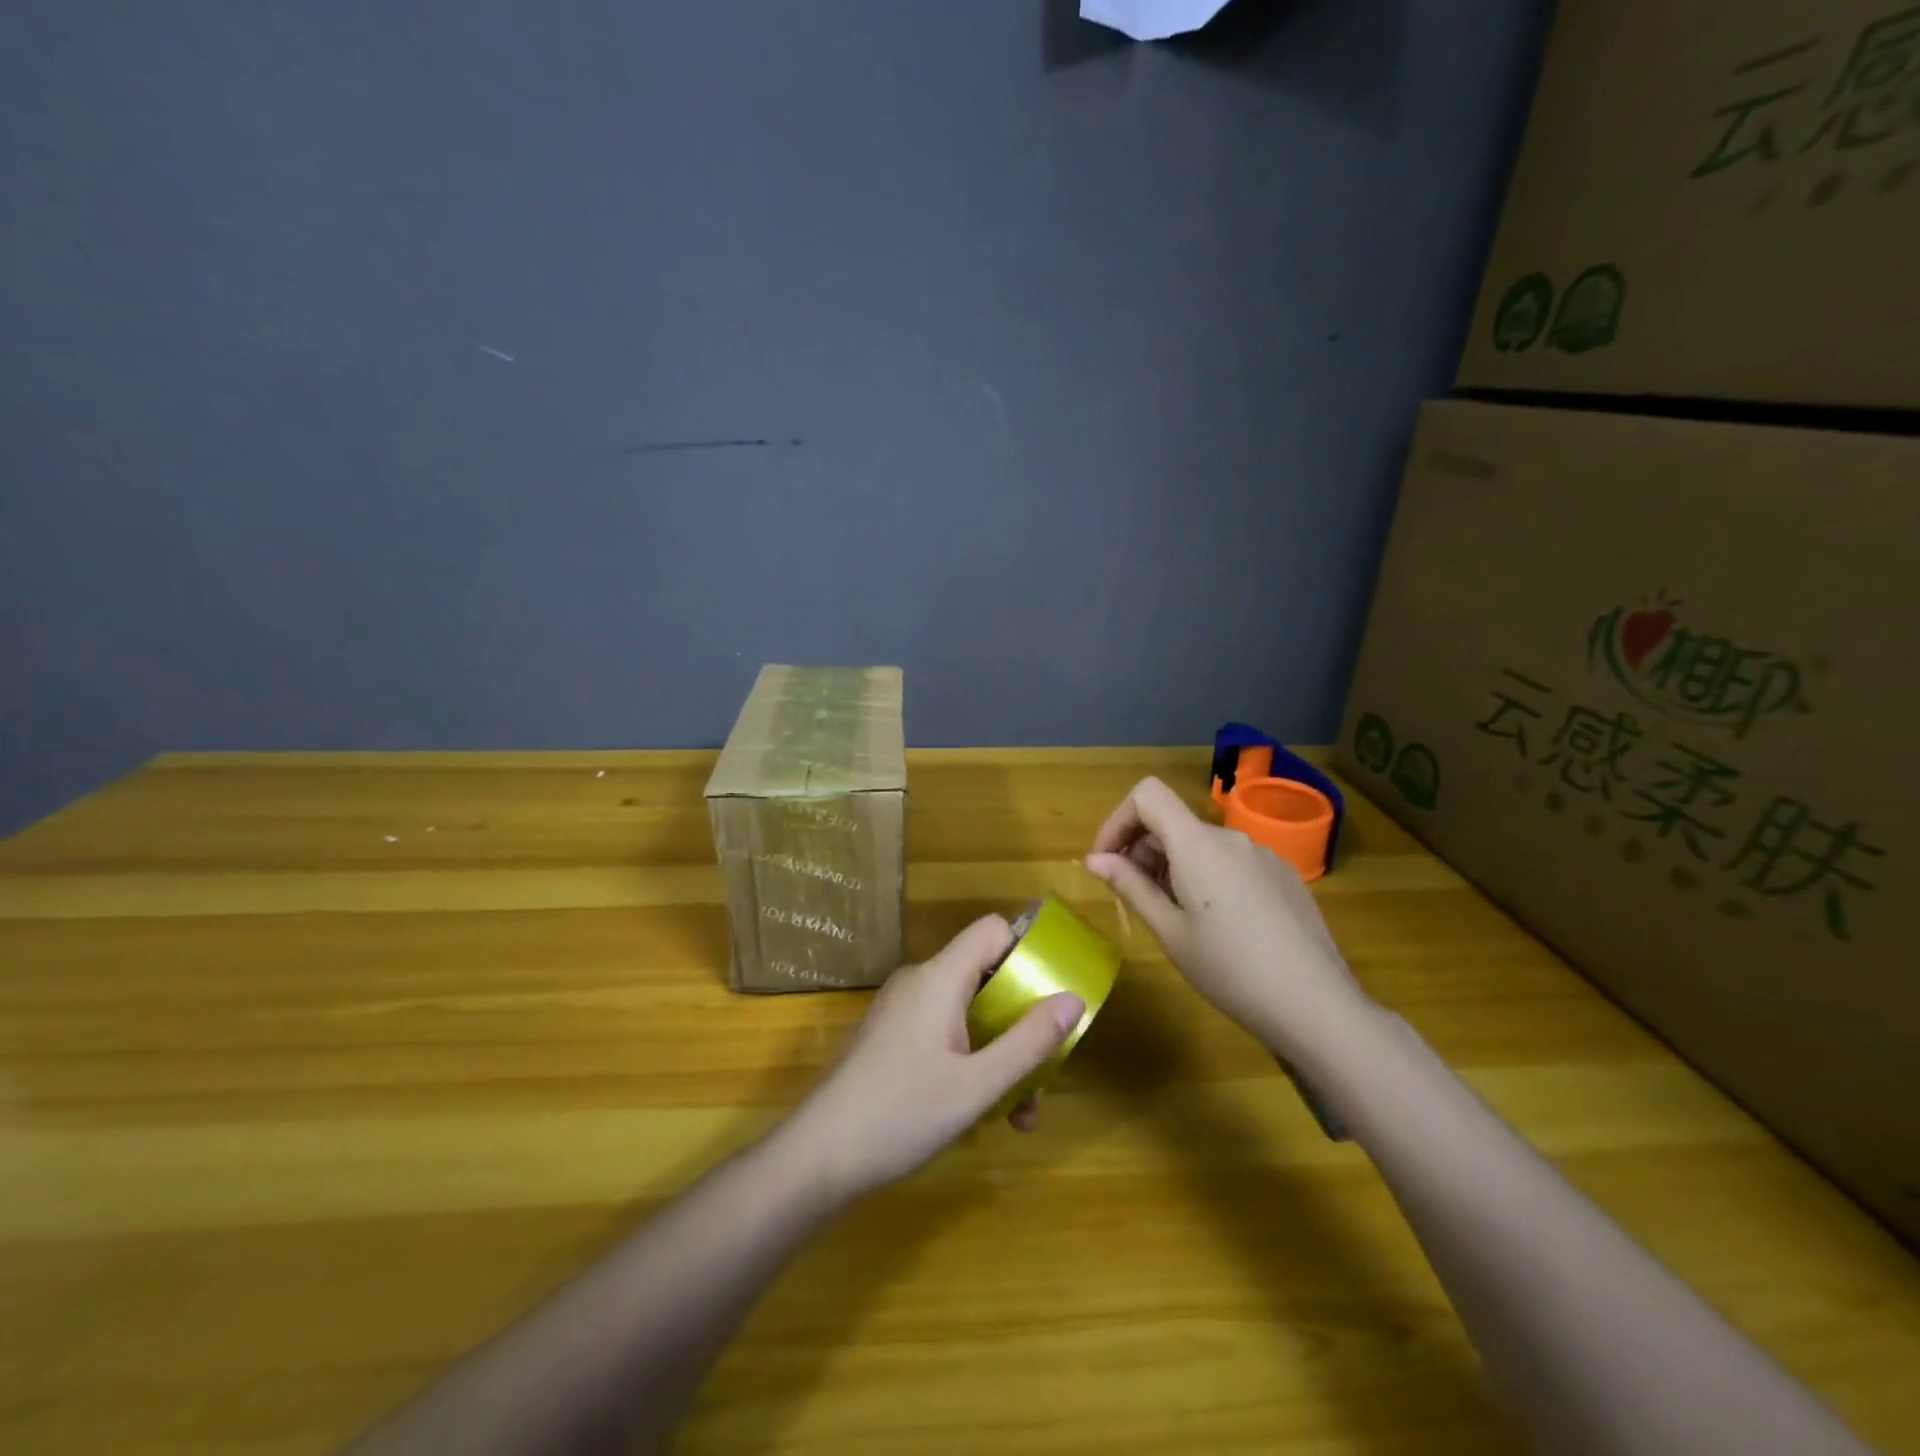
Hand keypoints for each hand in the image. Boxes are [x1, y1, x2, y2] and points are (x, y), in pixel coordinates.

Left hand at [787, 916, 1083, 1199]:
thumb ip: (1029, 1041)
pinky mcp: (892, 1038)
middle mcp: (920, 982)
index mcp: (939, 978)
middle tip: (1043, 1074)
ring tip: (1019, 1113)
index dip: (1027, 951)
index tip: (1053, 994)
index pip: (992, 930)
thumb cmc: (901, 1114)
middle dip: (1021, 1022)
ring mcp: (903, 1011)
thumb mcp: (978, 1085)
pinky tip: (982, 1112)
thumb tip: (1074, 998)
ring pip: (969, 1012)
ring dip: (1000, 1053)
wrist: (818, 1157)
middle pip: (986, 977)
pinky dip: (971, 1060)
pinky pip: (945, 1032)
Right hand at [1085, 776, 1376, 1072]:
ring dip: (1173, 866)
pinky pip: (1231, 861)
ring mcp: (1263, 855)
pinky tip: (1217, 924)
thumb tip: (1094, 859)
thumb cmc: (1230, 970)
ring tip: (1173, 917)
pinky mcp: (1284, 876)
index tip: (1106, 862)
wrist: (1317, 1006)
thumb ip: (1130, 886)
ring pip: (1201, 844)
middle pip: (1173, 821)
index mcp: (1198, 844)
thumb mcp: (1170, 932)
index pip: (1147, 795)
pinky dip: (1207, 876)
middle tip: (1133, 899)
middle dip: (1141, 850)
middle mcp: (1231, 837)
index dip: (1118, 820)